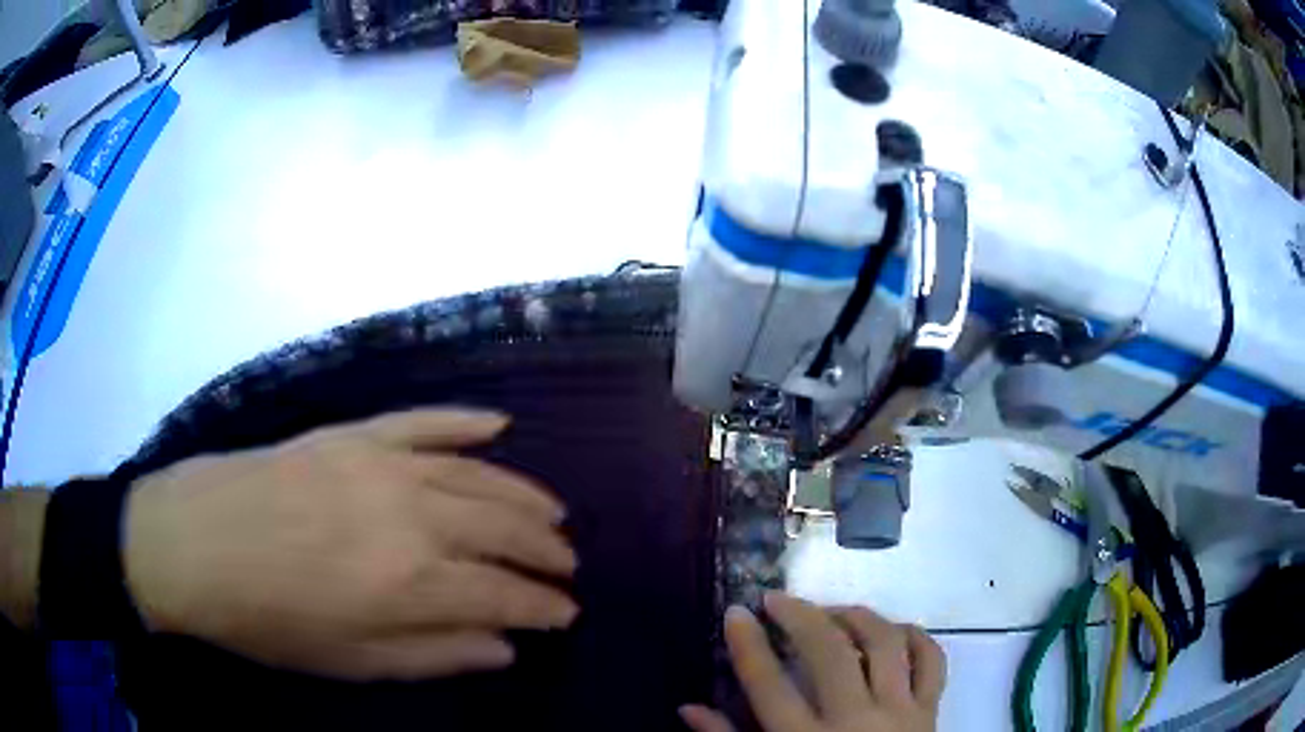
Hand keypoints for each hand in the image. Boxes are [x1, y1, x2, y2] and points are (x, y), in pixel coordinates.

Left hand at [123, 408, 577, 680]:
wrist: (195, 543)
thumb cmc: (270, 618)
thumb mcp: (353, 661)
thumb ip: (436, 655)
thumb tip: (505, 649)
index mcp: (411, 582)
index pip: (505, 595)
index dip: (545, 607)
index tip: (567, 615)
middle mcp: (412, 516)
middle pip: (503, 530)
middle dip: (546, 552)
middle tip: (568, 566)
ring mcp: (384, 464)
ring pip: (478, 476)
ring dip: (525, 496)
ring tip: (554, 514)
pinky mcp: (356, 434)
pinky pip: (425, 420)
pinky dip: (466, 422)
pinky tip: (501, 427)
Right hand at [681, 593, 944, 731]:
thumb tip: (688, 709)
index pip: (769, 686)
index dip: (749, 645)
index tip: (736, 612)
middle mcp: (854, 720)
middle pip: (829, 653)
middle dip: (800, 616)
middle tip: (777, 599)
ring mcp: (899, 712)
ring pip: (884, 645)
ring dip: (857, 617)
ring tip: (833, 610)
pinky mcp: (930, 711)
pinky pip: (932, 661)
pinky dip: (917, 637)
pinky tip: (894, 629)